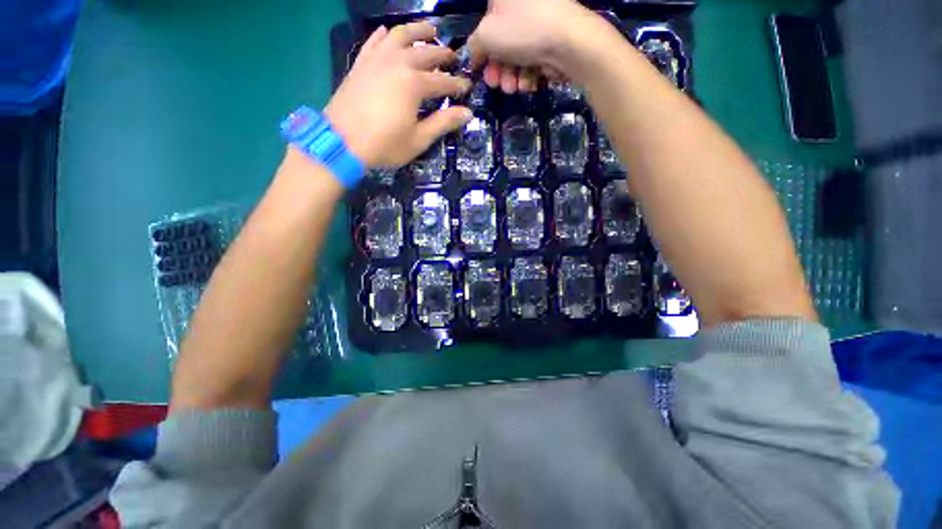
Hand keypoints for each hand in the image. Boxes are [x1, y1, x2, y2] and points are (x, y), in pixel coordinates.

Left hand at [325, 22, 472, 167]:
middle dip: (443, 54)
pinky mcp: (361, 63)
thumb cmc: (385, 144)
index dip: (457, 84)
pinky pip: (374, 41)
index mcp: (414, 83)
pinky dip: (384, 34)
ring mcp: (377, 59)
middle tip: (453, 57)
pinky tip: (388, 32)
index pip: (443, 81)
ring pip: (400, 35)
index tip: (467, 86)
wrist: (342, 142)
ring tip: (430, 31)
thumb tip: (467, 113)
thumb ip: (443, 123)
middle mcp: (398, 63)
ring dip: (418, 31)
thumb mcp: (419, 139)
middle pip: (426, 53)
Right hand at [467, 0, 598, 92]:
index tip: (481, 71)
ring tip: (514, 87)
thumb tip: (474, 54)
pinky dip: (528, 77)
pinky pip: (532, 63)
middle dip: (497, 71)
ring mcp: (538, 27)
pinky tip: (529, 83)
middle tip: (498, 84)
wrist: (568, 41)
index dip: (482, 52)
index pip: (485, 28)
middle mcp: (521, 9)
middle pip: (501, 47)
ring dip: (511, 78)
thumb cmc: (523, 31)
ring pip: (516, 59)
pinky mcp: (550, 45)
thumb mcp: (486, 34)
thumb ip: (474, 45)